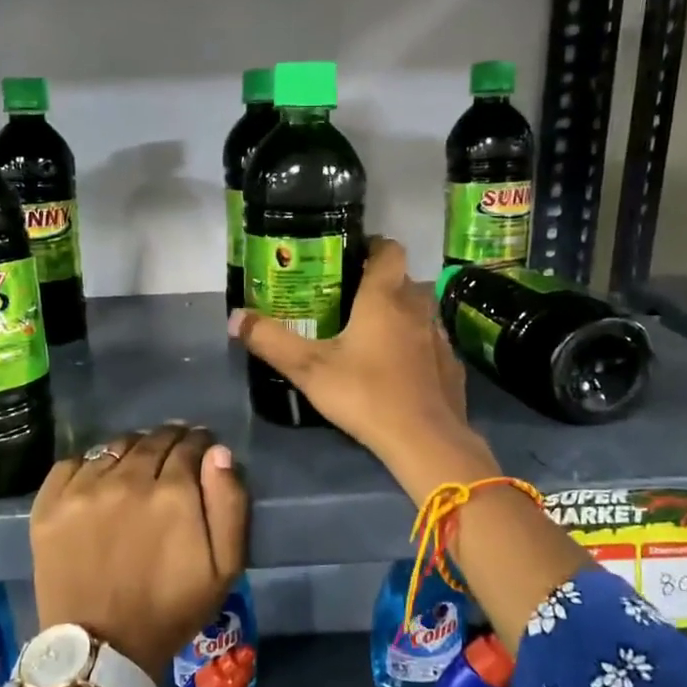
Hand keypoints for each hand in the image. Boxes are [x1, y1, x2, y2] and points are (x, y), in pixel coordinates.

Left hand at [29, 424, 248, 677]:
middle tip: (174, 452)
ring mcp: (84, 490)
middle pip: (153, 440)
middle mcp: (127, 479)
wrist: (102, 650)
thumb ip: (229, 504)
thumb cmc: (171, 610)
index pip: (190, 445)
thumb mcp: (224, 568)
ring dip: (133, 449)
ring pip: (115, 447)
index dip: (200, 443)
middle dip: (169, 440)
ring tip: (138, 463)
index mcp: (173, 493)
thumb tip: (218, 454)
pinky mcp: (50, 504)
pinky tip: (99, 479)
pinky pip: (73, 462)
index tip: (202, 449)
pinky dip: (91, 464)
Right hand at [229, 237, 495, 502]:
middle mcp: (417, 308)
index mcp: (384, 297)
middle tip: (349, 300)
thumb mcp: (308, 369)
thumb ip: (271, 341)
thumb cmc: (365, 394)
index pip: (389, 250)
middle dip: (380, 284)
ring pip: (419, 312)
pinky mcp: (451, 365)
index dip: (372, 246)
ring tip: (372, 334)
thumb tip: (235, 317)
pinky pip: (430, 342)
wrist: (425, 440)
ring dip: (400, 314)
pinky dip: (415, 345)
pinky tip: (398, 368)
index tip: (351, 257)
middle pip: (403, 280)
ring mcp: (439, 337)